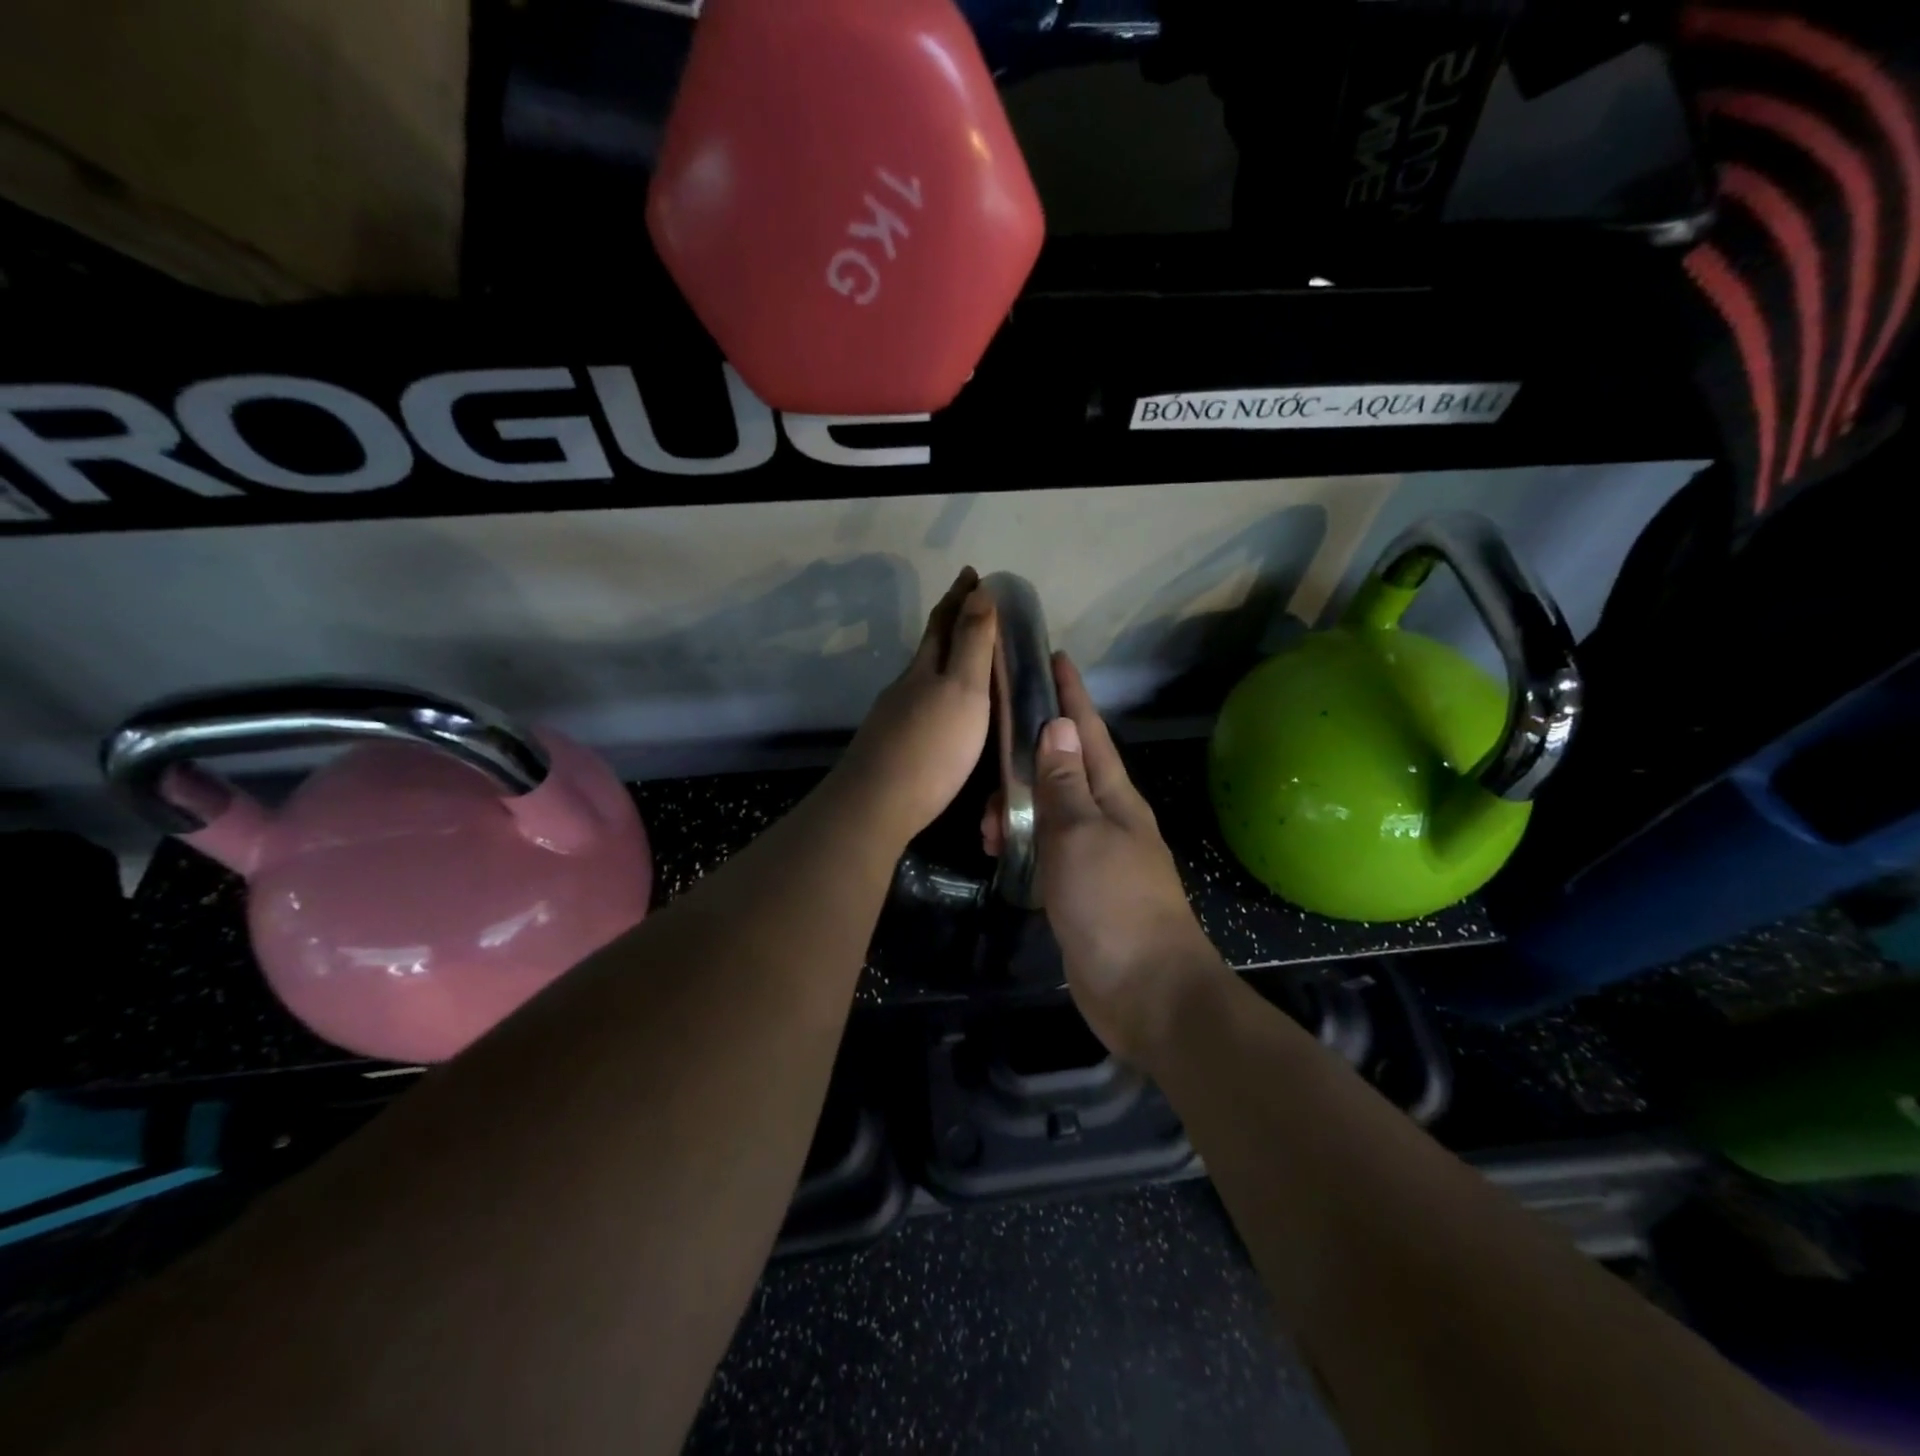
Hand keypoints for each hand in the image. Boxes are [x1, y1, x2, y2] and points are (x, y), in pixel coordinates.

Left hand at [834, 567, 996, 846]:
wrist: (876, 805)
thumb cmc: (931, 746)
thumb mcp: (963, 690)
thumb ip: (972, 644)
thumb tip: (979, 590)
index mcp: (925, 669)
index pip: (944, 622)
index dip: (959, 596)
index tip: (972, 573)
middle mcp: (905, 686)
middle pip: (928, 646)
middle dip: (949, 621)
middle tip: (969, 603)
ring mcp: (893, 717)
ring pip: (921, 677)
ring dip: (942, 660)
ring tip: (963, 658)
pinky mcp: (891, 746)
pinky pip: (918, 705)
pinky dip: (935, 694)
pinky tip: (941, 711)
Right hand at [987, 654, 1228, 1064]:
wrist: (1145, 991)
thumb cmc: (1113, 904)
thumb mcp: (1080, 834)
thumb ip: (1064, 783)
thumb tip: (1057, 726)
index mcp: (1115, 796)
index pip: (1088, 732)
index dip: (1071, 694)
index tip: (1053, 657)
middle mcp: (1107, 818)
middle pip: (1064, 768)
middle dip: (1027, 754)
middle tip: (989, 753)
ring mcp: (1095, 854)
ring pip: (1048, 810)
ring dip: (1017, 806)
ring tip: (986, 823)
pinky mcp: (1080, 888)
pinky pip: (1045, 847)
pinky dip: (1022, 841)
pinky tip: (999, 849)